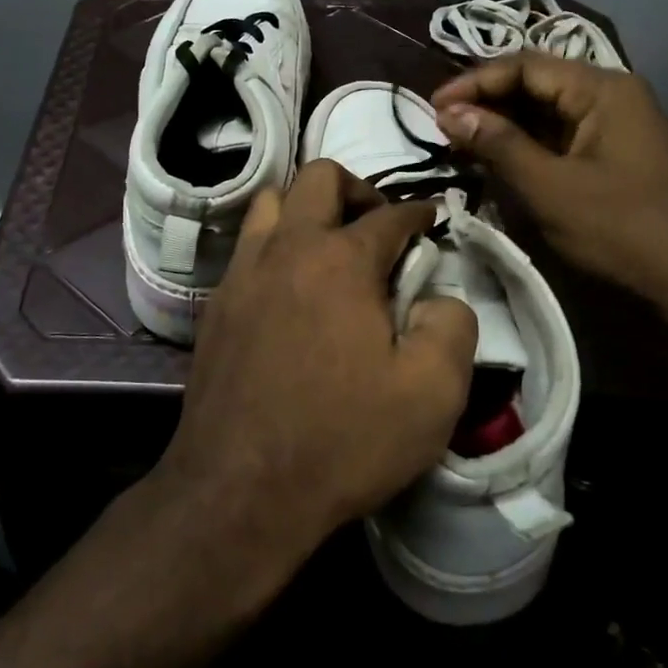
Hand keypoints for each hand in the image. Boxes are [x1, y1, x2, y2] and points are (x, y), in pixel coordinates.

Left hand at [154, 160, 478, 568]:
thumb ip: (452, 326)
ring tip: (330, 248)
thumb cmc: (342, 439)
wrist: (240, 490)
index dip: (419, 213)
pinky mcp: (215, 304)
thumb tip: (440, 295)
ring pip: (272, 203)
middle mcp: (287, 248)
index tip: (432, 220)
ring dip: (306, 209)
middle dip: (357, 190)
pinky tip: (290, 289)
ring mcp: (243, 273)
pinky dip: (276, 247)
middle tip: (378, 228)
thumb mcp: (432, 393)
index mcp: (341, 260)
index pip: (390, 215)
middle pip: (319, 178)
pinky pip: (248, 248)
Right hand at [433, 54, 667, 339]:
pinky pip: (564, 138)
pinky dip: (529, 147)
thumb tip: (450, 112)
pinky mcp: (619, 157)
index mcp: (602, 89)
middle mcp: (612, 96)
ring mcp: (619, 127)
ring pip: (548, 113)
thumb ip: (499, 144)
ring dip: (505, 126)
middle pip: (537, 84)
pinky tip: (501, 163)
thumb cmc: (626, 229)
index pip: (524, 65)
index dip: (474, 82)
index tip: (433, 108)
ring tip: (463, 145)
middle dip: (487, 103)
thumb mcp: (552, 187)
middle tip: (443, 128)